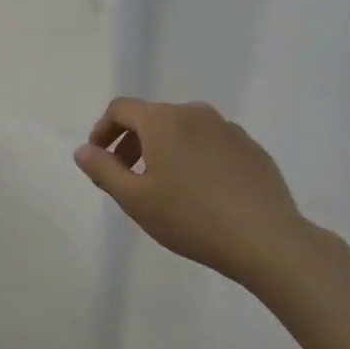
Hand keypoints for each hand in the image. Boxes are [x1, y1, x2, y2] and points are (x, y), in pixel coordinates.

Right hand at [74, 98, 311, 289]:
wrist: (266, 239)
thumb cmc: (191, 218)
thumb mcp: (135, 199)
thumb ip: (103, 170)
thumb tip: (83, 150)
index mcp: (163, 120)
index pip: (121, 109)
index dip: (103, 130)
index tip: (99, 159)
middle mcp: (194, 113)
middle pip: (152, 118)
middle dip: (132, 143)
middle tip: (127, 178)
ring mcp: (227, 128)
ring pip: (183, 130)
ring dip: (164, 150)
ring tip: (165, 188)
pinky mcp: (251, 147)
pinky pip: (211, 144)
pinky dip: (195, 157)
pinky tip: (202, 193)